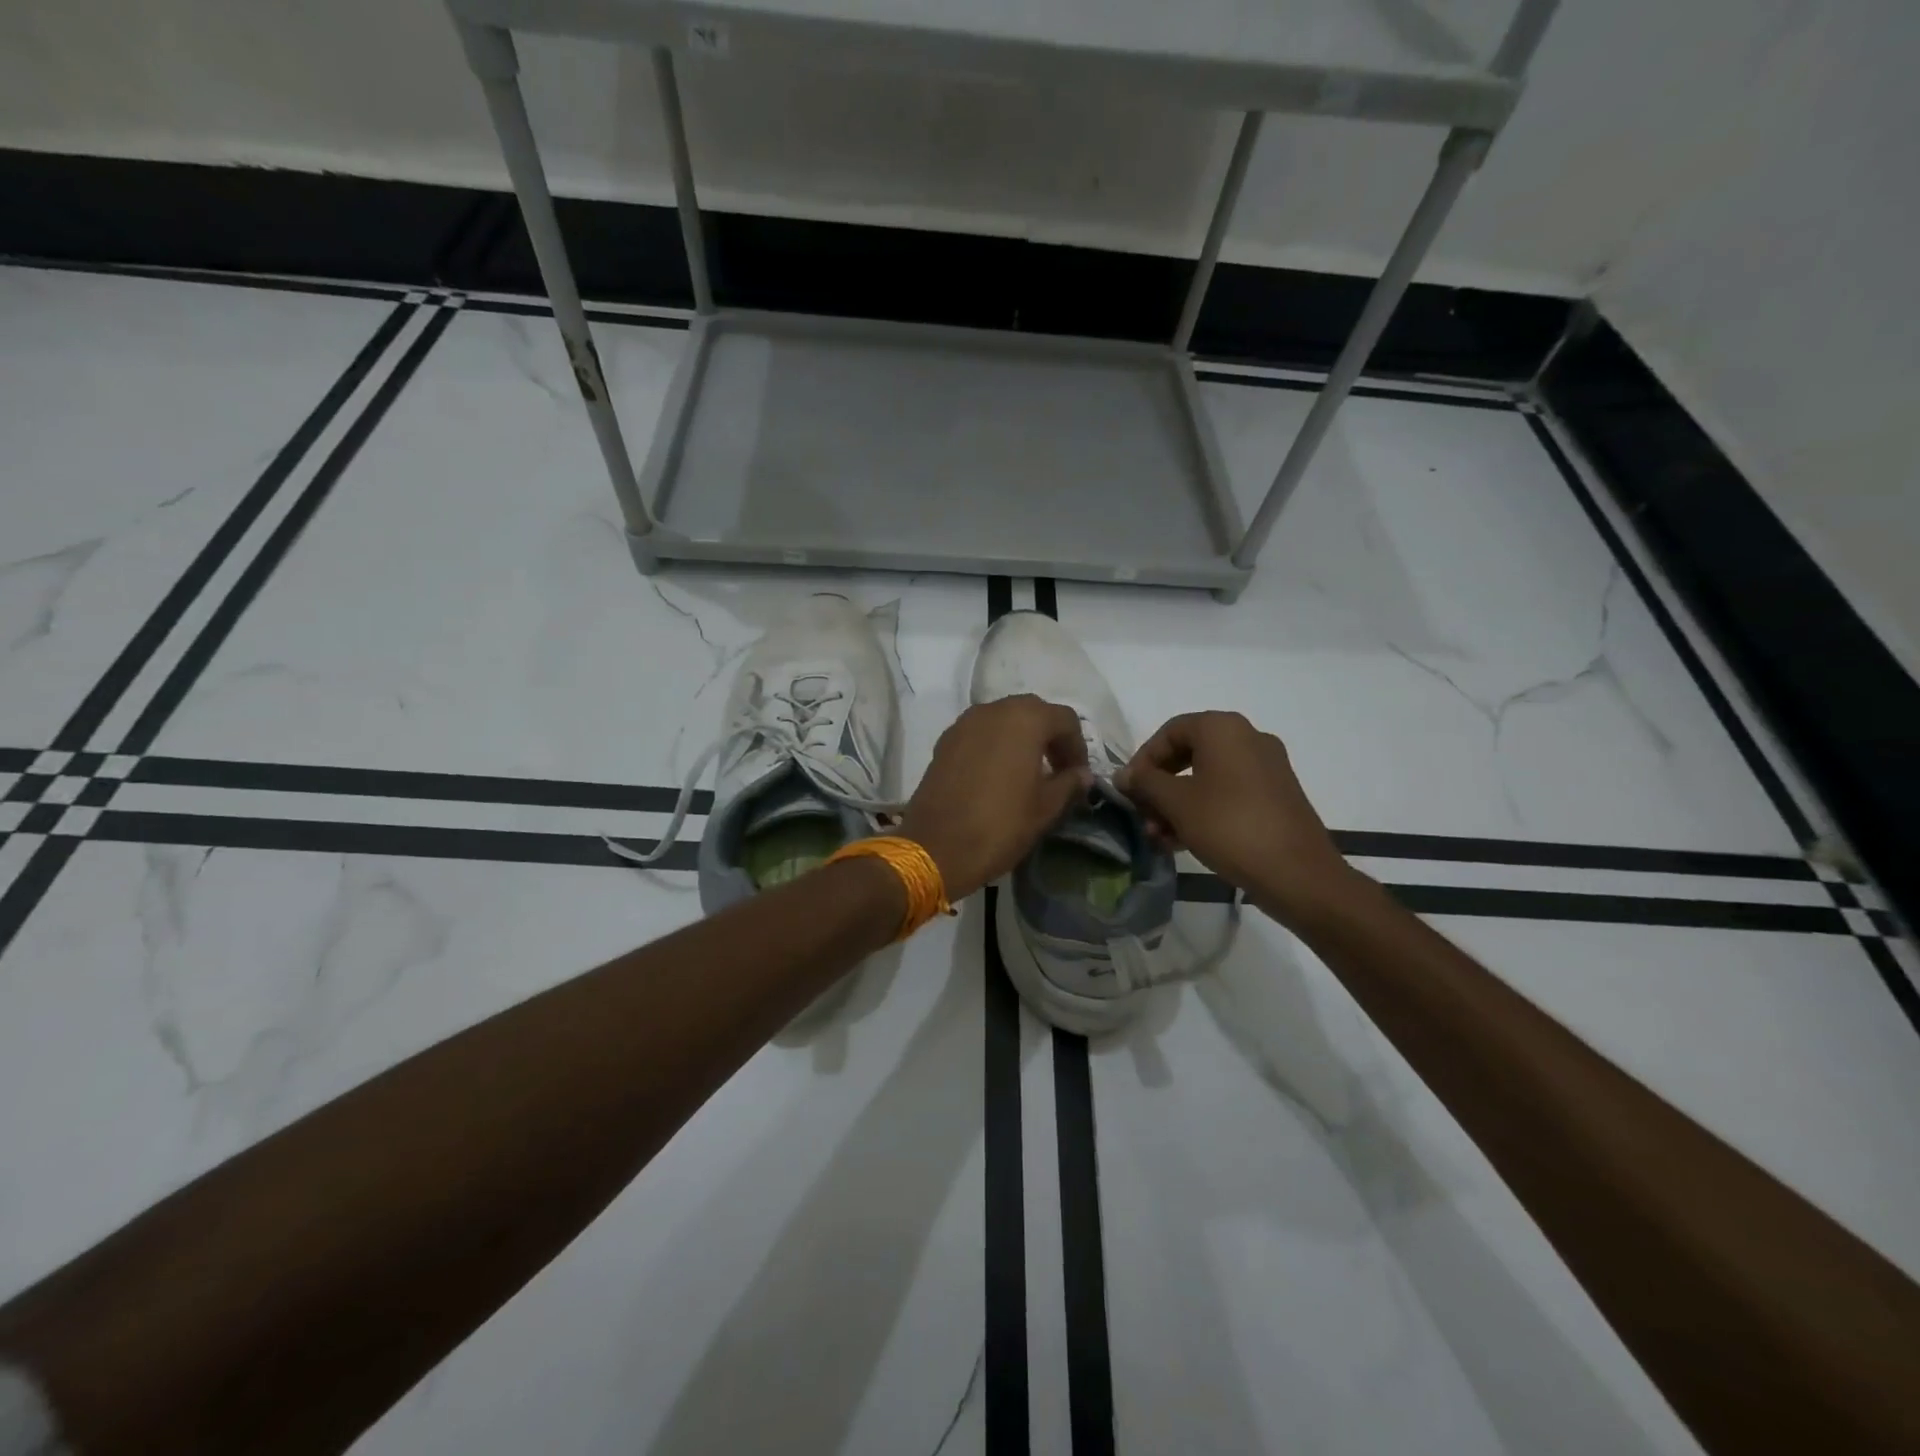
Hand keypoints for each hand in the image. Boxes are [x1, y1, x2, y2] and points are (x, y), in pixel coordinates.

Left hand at [900, 696, 1093, 900]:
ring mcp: (964, 723)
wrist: (936, 847)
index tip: (1078, 776)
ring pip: (1004, 720)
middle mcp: (993, 710)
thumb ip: (1069, 784)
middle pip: (1033, 713)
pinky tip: (998, 776)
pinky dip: (995, 745)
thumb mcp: (1045, 808)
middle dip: (1049, 737)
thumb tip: (1082, 774)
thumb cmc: (1000, 825)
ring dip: (1021, 739)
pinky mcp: (944, 741)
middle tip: (1057, 770)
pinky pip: (980, 733)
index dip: (1077, 746)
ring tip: (1028, 773)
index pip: (1065, 719)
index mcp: (1025, 719)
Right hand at [1115, 711, 1356, 925]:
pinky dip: (1203, 810)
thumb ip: (1145, 783)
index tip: (1128, 790)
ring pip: (1207, 777)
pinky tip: (1184, 841)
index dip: (1143, 759)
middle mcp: (1248, 738)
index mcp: (1223, 729)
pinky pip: (1228, 793)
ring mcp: (1266, 767)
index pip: (1169, 732)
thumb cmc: (1229, 827)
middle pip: (1188, 754)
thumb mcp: (1177, 803)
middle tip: (1142, 815)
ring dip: (1177, 803)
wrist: (1297, 873)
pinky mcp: (1276, 795)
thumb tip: (1123, 775)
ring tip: (1160, 837)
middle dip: (1159, 786)